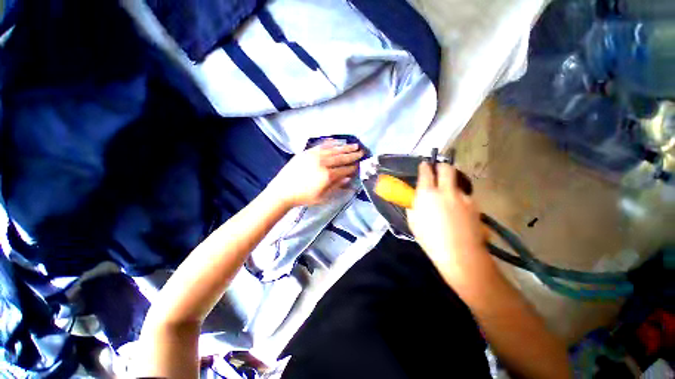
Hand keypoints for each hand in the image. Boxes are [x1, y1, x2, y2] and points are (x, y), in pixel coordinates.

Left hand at [268, 141, 363, 207]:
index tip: (360, 164)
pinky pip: (321, 145)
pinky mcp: (307, 152)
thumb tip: (348, 178)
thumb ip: (336, 186)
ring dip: (345, 147)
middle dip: (352, 155)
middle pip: (341, 157)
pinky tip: (337, 141)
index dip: (353, 167)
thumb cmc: (304, 197)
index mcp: (327, 175)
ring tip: (354, 145)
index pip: (344, 169)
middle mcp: (323, 162)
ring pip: (333, 150)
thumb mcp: (322, 197)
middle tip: (361, 151)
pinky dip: (330, 143)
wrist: (283, 191)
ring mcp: (314, 155)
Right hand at [406, 162, 493, 288]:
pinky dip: (459, 198)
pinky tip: (458, 210)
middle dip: (441, 166)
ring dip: (451, 184)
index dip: (424, 166)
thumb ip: (413, 205)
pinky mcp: (474, 205)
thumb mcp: (413, 222)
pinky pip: (464, 196)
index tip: (424, 164)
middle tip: (438, 171)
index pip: (426, 172)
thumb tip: (416, 198)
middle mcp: (445, 190)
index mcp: (427, 193)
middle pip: (446, 168)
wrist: (460, 254)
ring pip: (457, 182)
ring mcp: (462, 196)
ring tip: (448, 196)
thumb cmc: (430, 239)